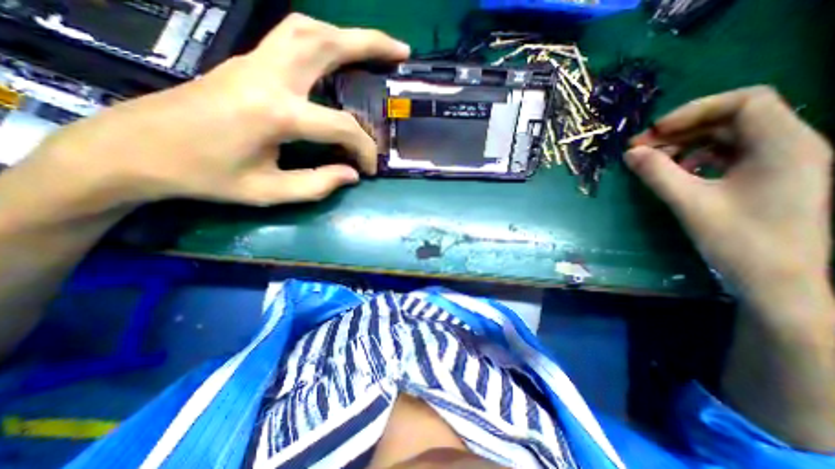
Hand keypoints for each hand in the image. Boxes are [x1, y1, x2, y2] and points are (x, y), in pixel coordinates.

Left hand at [20, 13, 410, 211]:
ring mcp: (254, 62)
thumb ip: (317, 185)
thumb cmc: (205, 176)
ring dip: (346, 34)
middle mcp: (268, 77)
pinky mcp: (247, 62)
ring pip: (308, 29)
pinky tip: (336, 53)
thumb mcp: (267, 192)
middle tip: (401, 52)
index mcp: (276, 114)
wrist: (137, 148)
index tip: (369, 168)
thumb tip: (351, 174)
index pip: (340, 125)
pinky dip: (323, 39)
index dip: (364, 148)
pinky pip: (292, 37)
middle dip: (370, 43)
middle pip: (326, 43)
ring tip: (374, 48)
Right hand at [630, 87, 830, 304]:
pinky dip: (696, 157)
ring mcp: (780, 162)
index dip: (694, 111)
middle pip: (732, 118)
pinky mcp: (767, 177)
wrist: (777, 280)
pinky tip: (676, 171)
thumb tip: (630, 153)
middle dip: (682, 129)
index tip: (655, 132)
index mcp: (783, 145)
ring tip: (652, 159)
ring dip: (685, 143)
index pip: (745, 101)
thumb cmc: (739, 240)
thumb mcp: (690, 203)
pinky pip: (728, 154)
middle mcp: (789, 145)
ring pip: (727, 136)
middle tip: (641, 147)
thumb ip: (657, 174)